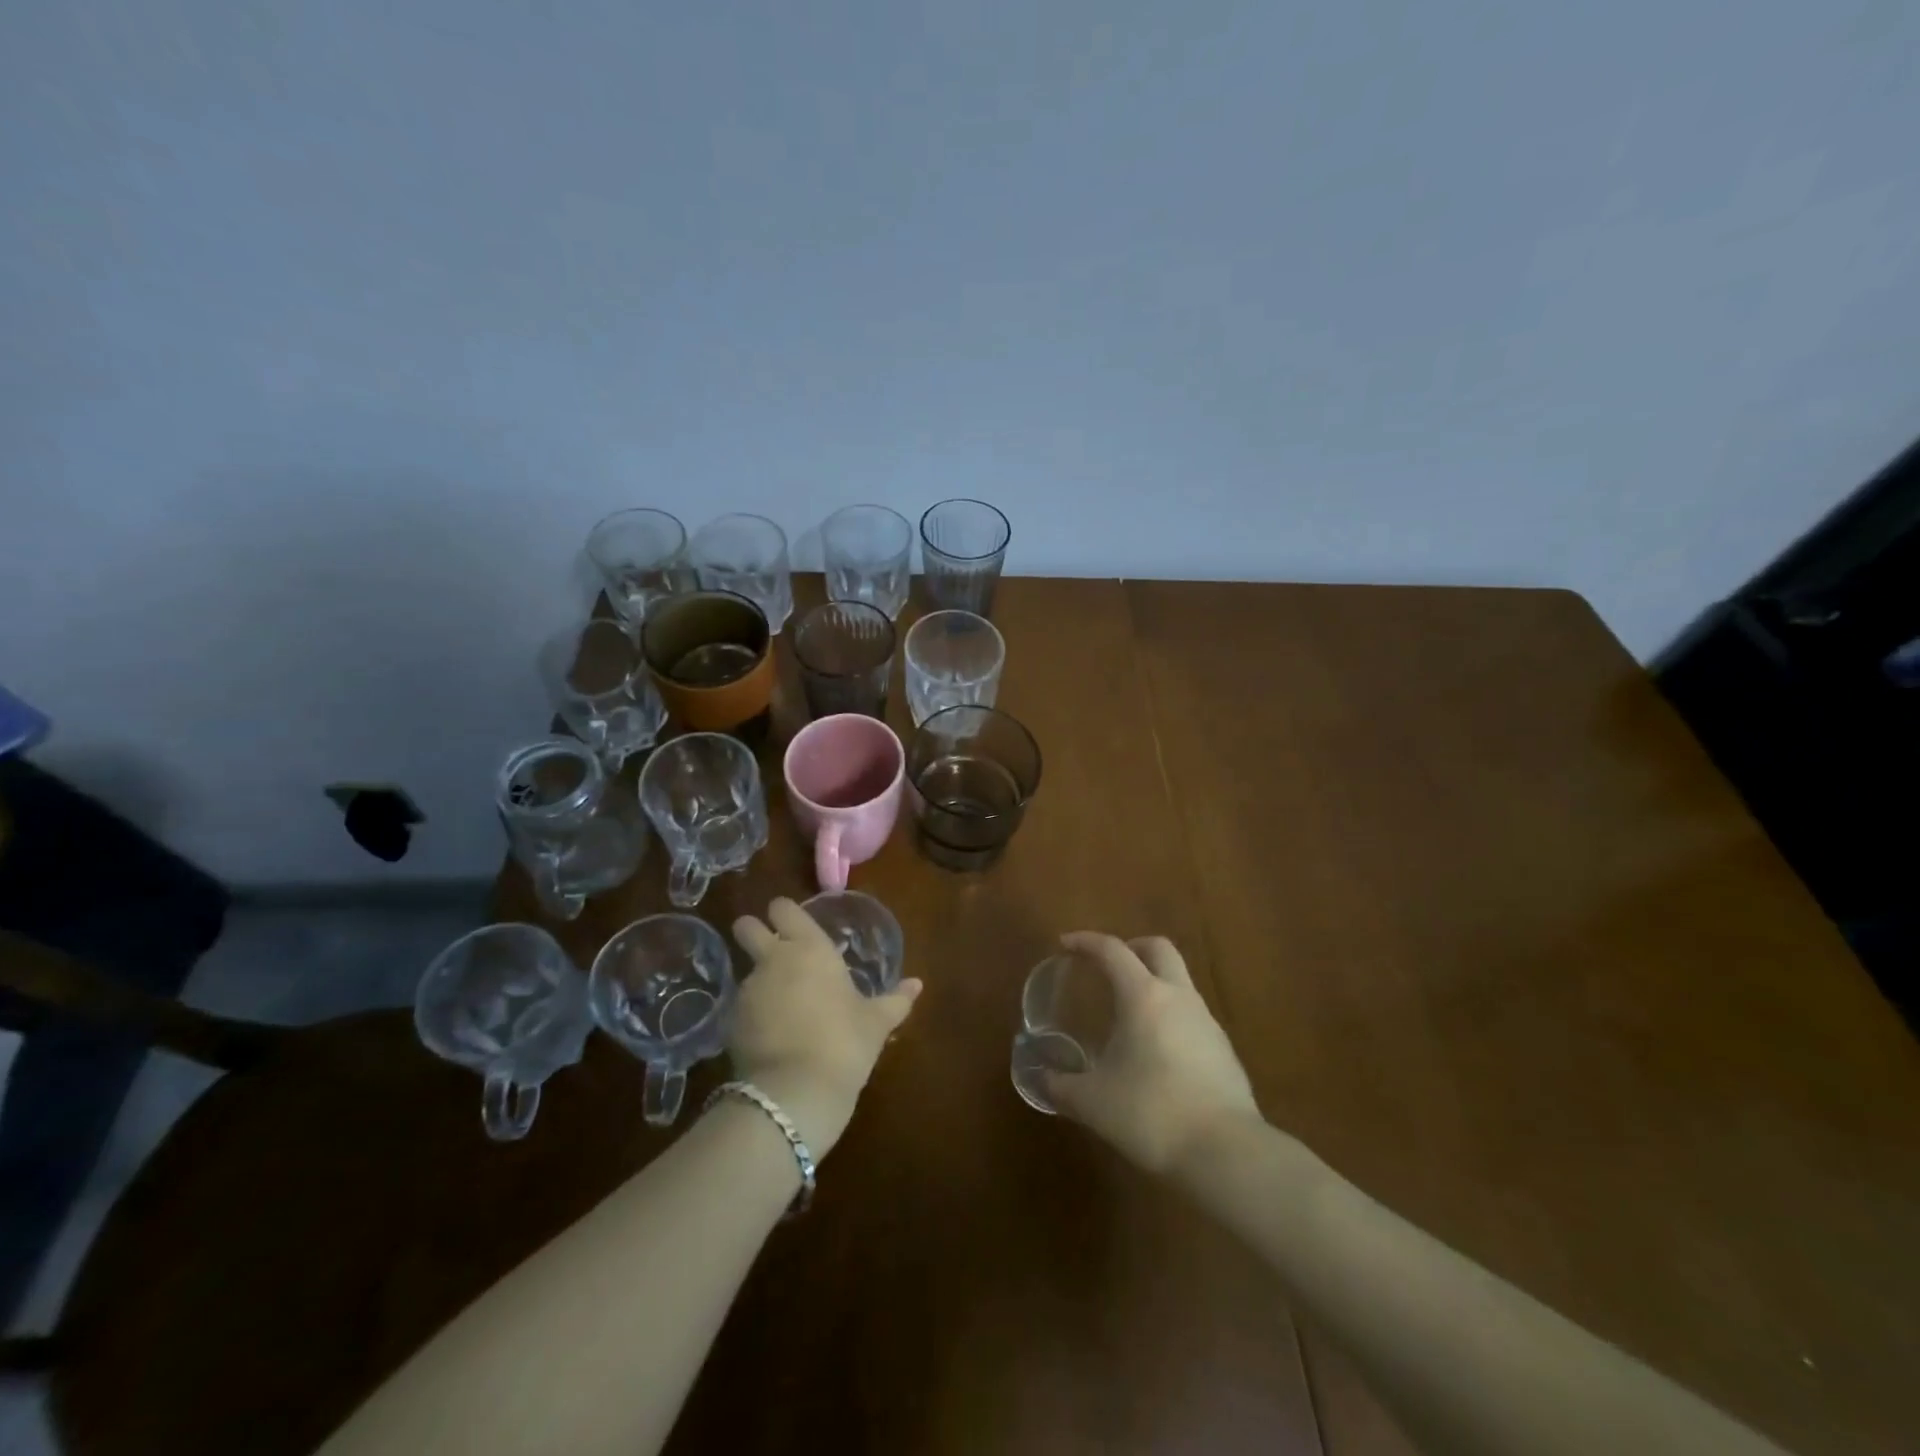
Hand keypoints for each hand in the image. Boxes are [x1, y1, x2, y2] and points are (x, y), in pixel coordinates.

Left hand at [728, 897, 921, 1158]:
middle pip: (746, 926)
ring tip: (780, 1005)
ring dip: (759, 980)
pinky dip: (752, 1014)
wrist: (795, 1093)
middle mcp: (773, 959)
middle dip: (752, 932)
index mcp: (810, 947)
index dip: (785, 913)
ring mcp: (748, 990)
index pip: (784, 908)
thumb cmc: (845, 1043)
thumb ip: (896, 1000)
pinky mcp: (731, 1022)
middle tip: (771, 949)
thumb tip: (917, 984)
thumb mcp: (877, 1022)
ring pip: (746, 970)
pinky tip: (770, 1035)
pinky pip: (742, 1006)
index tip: (794, 925)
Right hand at [1045, 932, 1260, 1177]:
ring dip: (1153, 983)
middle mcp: (1178, 997)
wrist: (1226, 1153)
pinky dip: (1170, 1017)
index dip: (1086, 941)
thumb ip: (1061, 1087)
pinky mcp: (1224, 1050)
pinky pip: (1192, 1016)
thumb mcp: (1092, 1103)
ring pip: (1179, 981)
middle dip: (1131, 947)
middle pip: (1158, 948)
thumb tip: (1042, 1079)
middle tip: (1107, 966)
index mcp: (1143, 996)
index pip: (1112, 950)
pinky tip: (1157, 1052)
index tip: (1065, 944)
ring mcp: (1206, 1021)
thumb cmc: (1151, 1114)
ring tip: (1129, 1015)